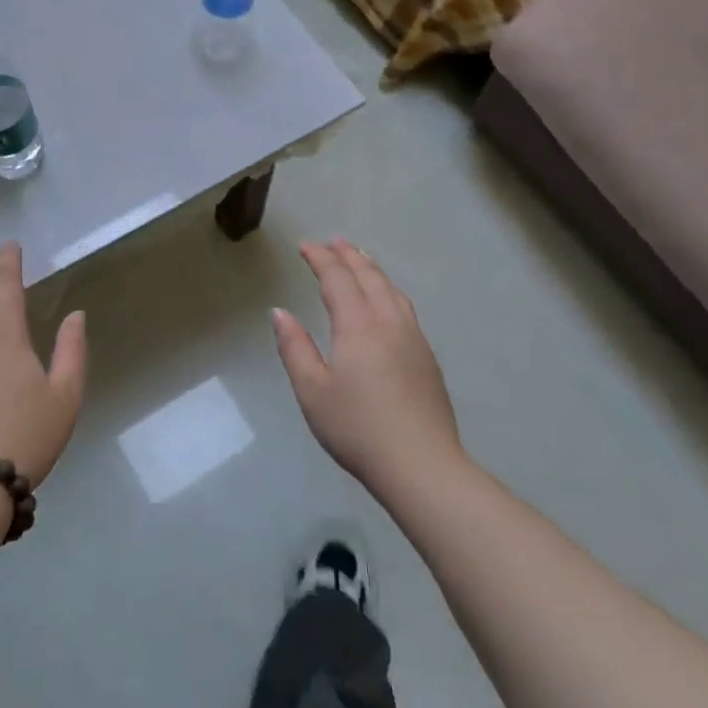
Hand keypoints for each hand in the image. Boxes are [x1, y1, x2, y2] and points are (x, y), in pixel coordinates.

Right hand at [273, 238, 464, 495]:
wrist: (421, 465)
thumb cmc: (357, 428)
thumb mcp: (312, 391)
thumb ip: (294, 347)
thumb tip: (280, 313)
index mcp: (358, 325)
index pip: (337, 278)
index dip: (320, 258)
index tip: (305, 246)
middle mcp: (388, 322)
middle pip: (368, 277)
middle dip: (348, 256)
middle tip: (333, 242)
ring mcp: (413, 338)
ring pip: (392, 290)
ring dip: (372, 269)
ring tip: (361, 259)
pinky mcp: (427, 357)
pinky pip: (404, 306)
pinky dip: (389, 289)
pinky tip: (387, 299)